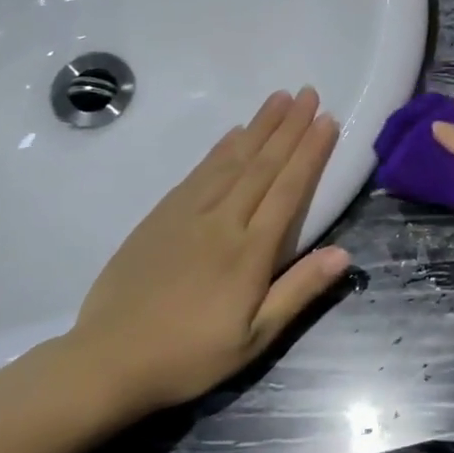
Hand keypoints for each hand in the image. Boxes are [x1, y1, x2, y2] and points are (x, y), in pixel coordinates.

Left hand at [53, 88, 351, 414]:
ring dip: (258, 127)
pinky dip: (220, 149)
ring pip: (231, 161)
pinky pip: (198, 172)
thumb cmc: (190, 355)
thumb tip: (344, 254)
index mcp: (249, 252)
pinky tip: (233, 134)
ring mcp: (187, 215)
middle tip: (309, 93)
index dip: (310, 152)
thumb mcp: (255, 338)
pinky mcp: (160, 217)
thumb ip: (299, 291)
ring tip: (279, 98)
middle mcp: (222, 221)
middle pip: (262, 165)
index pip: (288, 189)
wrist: (109, 359)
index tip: (327, 120)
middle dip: (289, 127)